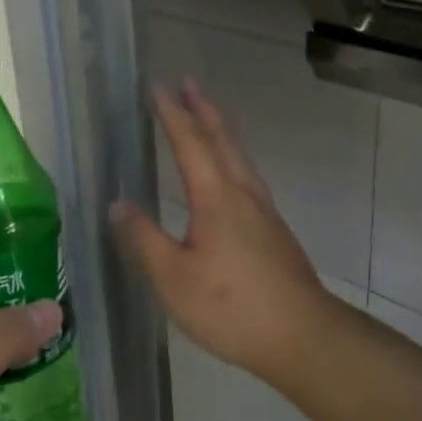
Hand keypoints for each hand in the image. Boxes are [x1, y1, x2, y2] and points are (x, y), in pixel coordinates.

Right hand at [111, 80, 340, 380]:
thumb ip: (144, 239)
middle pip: (223, 140)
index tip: (158, 87)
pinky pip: (247, 176)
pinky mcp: (274, 231)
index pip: (190, 144)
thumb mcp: (173, 278)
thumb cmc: (232, 307)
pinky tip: (230, 175)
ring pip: (240, 157)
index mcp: (216, 198)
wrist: (304, 337)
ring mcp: (264, 212)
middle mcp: (243, 194)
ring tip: (208, 117)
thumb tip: (118, 204)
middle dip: (203, 110)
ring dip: (221, 130)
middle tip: (188, 83)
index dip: (172, 115)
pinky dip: (232, 157)